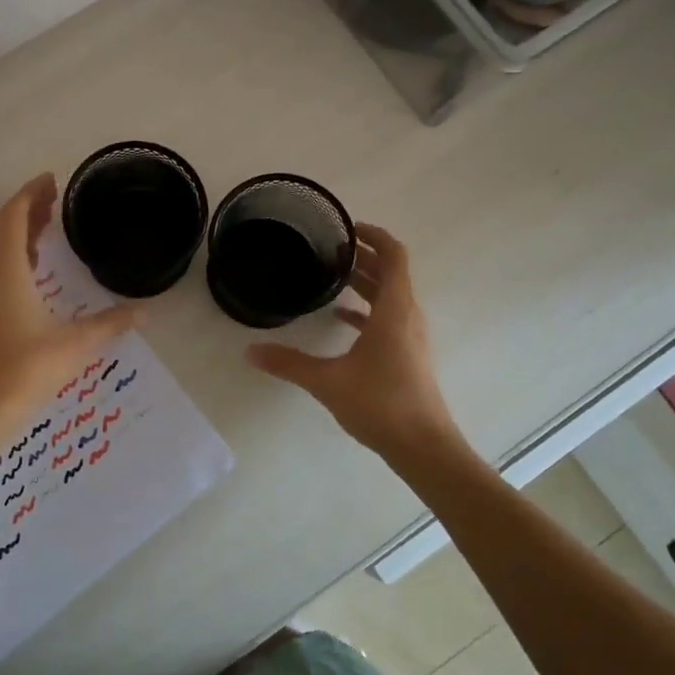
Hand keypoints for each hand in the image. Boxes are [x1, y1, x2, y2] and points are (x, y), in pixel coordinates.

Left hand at [0, 175, 136, 455]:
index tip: (53, 179)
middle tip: (57, 196)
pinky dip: (18, 256)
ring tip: (50, 222)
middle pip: (6, 228)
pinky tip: (36, 268)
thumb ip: (112, 323)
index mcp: (7, 270)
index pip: (15, 216)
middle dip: (30, 209)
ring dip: (23, 233)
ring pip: (1, 249)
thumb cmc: (27, 369)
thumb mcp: (76, 344)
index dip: (32, 193)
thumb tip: (146, 311)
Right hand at [245, 224, 457, 459]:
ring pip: (392, 296)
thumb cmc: (380, 404)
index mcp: (395, 310)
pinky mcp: (409, 356)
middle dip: (365, 256)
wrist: (423, 446)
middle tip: (331, 249)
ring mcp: (411, 337)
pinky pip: (390, 319)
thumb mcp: (327, 381)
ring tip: (334, 277)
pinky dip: (369, 310)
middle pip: (392, 273)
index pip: (394, 256)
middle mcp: (408, 317)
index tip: (348, 227)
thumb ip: (289, 363)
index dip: (375, 235)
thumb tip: (250, 351)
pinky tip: (342, 319)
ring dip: (367, 282)